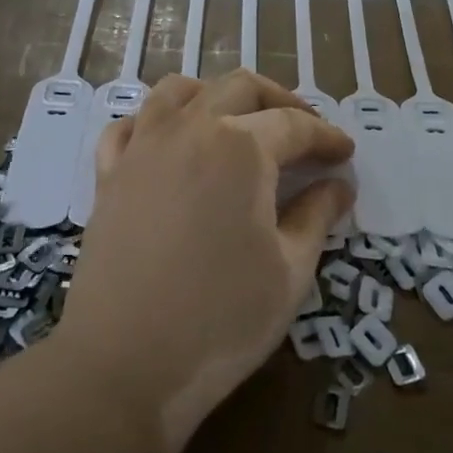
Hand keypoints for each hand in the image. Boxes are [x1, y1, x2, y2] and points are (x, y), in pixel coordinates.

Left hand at [57, 70, 355, 449]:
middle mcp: (189, 129)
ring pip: (179, 91)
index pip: (295, 124)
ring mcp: (142, 147)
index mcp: (241, 147)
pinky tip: (170, 143)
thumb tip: (338, 185)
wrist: (124, 364)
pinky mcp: (108, 174)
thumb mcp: (290, 271)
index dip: (326, 137)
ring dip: (216, 96)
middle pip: (240, 87)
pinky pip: (130, 125)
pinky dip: (156, 121)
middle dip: (281, 101)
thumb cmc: (221, 320)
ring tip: (237, 124)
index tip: (344, 154)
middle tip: (305, 133)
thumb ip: (317, 216)